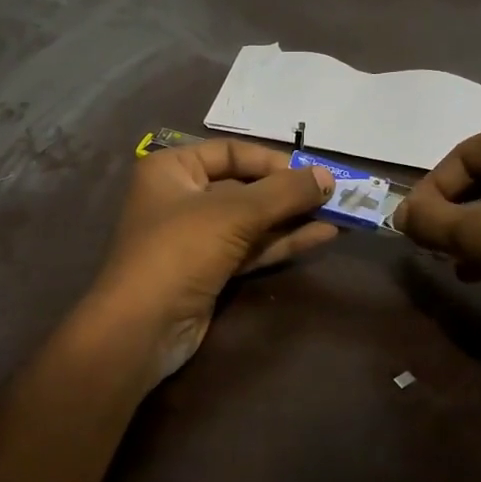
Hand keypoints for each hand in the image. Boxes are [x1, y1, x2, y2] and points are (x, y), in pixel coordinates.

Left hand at [89, 140, 336, 386]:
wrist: (141, 328)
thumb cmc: (180, 251)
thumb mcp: (234, 213)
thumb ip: (284, 192)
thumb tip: (328, 176)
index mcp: (171, 169)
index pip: (231, 152)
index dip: (273, 161)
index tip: (312, 173)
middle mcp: (181, 197)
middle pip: (244, 186)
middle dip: (288, 192)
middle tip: (334, 195)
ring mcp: (195, 237)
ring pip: (251, 220)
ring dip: (292, 218)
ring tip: (339, 214)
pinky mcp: (208, 270)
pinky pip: (250, 248)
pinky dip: (282, 242)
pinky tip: (321, 236)